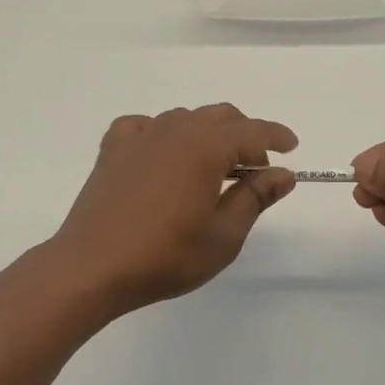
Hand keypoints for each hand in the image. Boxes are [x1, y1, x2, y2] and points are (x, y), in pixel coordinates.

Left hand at [52, 105, 297, 313]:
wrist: (91, 267)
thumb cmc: (164, 256)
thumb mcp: (223, 235)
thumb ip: (255, 198)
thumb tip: (283, 174)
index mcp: (205, 147)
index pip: (252, 131)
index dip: (276, 136)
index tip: (292, 147)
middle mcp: (173, 130)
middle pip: (220, 116)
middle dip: (245, 135)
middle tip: (254, 170)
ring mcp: (139, 137)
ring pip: (184, 118)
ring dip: (207, 134)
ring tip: (212, 169)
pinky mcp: (113, 150)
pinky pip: (145, 127)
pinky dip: (163, 134)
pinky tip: (163, 157)